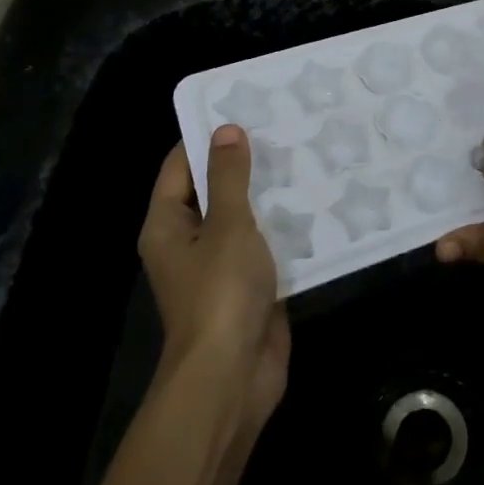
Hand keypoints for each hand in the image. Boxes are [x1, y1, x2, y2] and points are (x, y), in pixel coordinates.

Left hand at [140, 127, 288, 430]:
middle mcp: (188, 241)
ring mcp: (219, 266)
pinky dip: (285, 227)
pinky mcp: (249, 286)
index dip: (206, 137)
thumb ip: (228, 177)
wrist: (233, 375)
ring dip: (269, 194)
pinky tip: (316, 202)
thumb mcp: (226, 225)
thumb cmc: (220, 292)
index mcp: (167, 224)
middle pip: (213, 190)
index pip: (180, 166)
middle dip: (245, 163)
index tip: (243, 109)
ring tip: (306, 156)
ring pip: (244, 217)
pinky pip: (266, 245)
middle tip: (284, 127)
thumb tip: (226, 130)